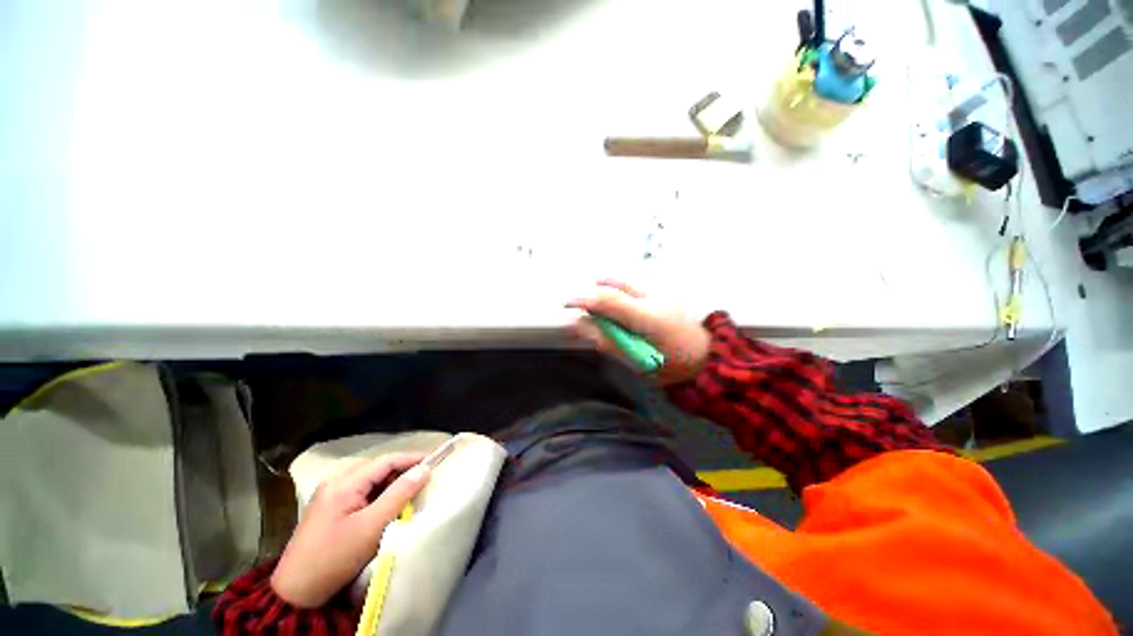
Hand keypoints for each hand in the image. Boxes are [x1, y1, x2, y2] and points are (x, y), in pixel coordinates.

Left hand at [271, 453, 430, 607]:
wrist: (296, 593)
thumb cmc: (335, 557)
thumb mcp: (372, 527)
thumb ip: (399, 494)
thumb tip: (424, 468)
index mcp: (344, 483)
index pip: (386, 460)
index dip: (413, 458)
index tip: (436, 459)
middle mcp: (335, 482)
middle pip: (377, 467)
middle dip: (403, 470)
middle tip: (425, 478)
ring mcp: (330, 495)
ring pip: (369, 479)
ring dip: (391, 483)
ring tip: (411, 491)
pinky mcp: (329, 508)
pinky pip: (360, 491)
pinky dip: (378, 494)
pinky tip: (388, 504)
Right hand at [567, 280, 711, 384]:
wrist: (703, 358)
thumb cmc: (668, 364)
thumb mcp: (634, 360)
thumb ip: (606, 341)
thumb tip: (579, 325)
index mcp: (647, 318)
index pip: (608, 301)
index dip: (583, 299)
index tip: (566, 303)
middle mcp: (654, 298)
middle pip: (615, 284)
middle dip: (595, 292)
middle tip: (584, 304)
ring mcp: (661, 292)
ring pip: (625, 281)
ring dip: (607, 288)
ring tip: (600, 303)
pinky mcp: (664, 291)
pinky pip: (634, 285)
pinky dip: (620, 290)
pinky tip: (620, 305)